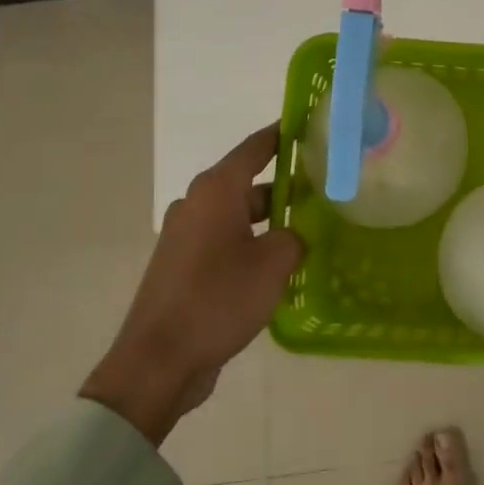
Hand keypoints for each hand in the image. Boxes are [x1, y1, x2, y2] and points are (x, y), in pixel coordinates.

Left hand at [81, 124, 304, 445]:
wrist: (159, 360)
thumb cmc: (218, 299)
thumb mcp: (273, 264)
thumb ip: (294, 237)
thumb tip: (293, 235)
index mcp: (216, 191)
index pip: (255, 147)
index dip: (282, 134)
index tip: (309, 124)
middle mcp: (197, 204)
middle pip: (248, 181)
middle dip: (285, 183)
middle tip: (324, 187)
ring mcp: (186, 236)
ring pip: (238, 214)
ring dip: (270, 218)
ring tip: (309, 228)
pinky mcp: (183, 265)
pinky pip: (226, 240)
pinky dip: (251, 242)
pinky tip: (279, 264)